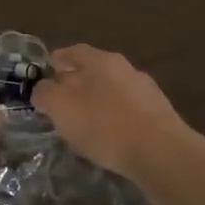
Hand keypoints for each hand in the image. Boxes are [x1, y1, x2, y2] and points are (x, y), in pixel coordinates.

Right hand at [30, 45, 193, 179]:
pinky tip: (112, 137)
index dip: (55, 62)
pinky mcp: (159, 113)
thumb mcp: (60, 107)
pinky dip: (117, 118)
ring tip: (86, 124)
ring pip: (112, 89)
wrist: (161, 152)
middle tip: (62, 103)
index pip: (71, 52)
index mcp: (98, 59)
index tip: (45, 77)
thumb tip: (43, 89)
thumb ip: (45, 93)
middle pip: (93, 70)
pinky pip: (129, 110)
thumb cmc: (103, 124)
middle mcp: (123, 66)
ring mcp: (145, 89)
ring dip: (98, 102)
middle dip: (77, 83)